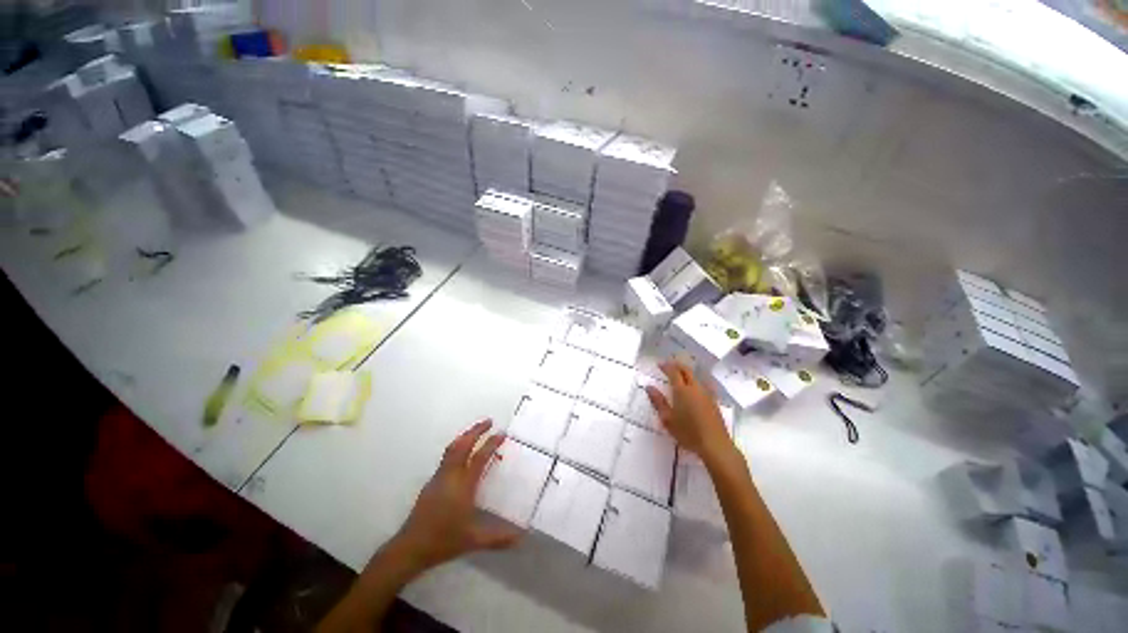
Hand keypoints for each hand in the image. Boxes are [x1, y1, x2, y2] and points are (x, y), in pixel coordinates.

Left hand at [390, 420, 520, 572]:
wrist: (410, 547)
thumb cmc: (444, 541)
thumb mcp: (473, 541)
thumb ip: (498, 539)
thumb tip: (521, 538)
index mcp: (463, 486)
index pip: (479, 457)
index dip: (491, 443)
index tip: (501, 433)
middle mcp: (451, 476)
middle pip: (463, 445)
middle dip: (476, 430)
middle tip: (489, 421)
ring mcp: (439, 477)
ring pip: (452, 449)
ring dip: (465, 436)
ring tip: (476, 430)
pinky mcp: (432, 482)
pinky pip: (447, 457)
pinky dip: (457, 447)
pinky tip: (462, 452)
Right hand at [646, 360, 734, 461]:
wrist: (715, 445)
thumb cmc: (688, 432)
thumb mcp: (668, 419)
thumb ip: (658, 401)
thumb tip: (649, 387)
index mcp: (682, 390)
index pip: (673, 372)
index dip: (666, 366)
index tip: (659, 364)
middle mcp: (695, 388)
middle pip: (686, 370)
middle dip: (677, 365)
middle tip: (669, 365)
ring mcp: (706, 394)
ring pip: (695, 376)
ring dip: (686, 372)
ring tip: (680, 373)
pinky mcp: (713, 401)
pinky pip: (702, 384)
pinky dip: (694, 380)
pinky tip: (693, 387)